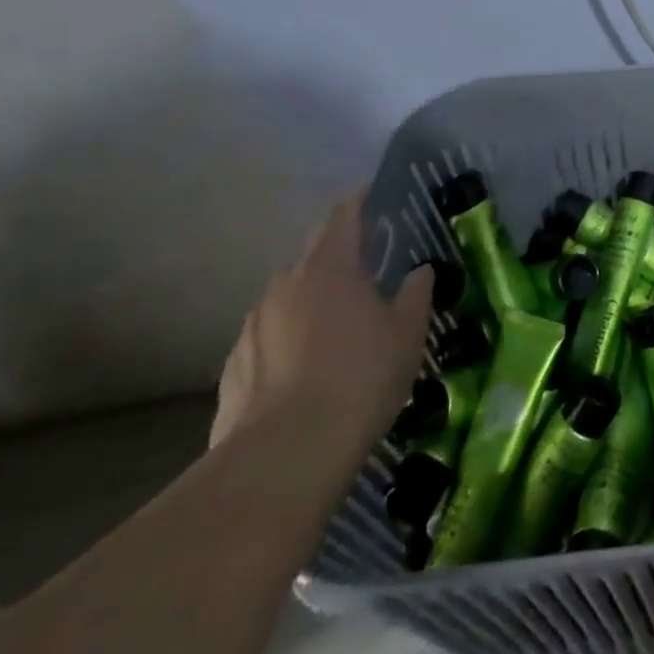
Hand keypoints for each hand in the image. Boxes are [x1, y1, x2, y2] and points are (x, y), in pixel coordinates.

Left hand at [210, 193, 435, 461]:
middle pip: (314, 254)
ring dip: (313, 300)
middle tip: (368, 267)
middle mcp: (285, 284)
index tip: (376, 196)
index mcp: (329, 266)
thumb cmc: (359, 378)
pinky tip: (307, 371)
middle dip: (339, 254)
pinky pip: (270, 338)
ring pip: (289, 298)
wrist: (284, 457)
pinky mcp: (234, 367)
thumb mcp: (407, 333)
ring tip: (338, 325)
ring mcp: (253, 326)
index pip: (343, 215)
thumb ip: (415, 294)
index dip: (360, 202)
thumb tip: (419, 272)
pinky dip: (289, 340)